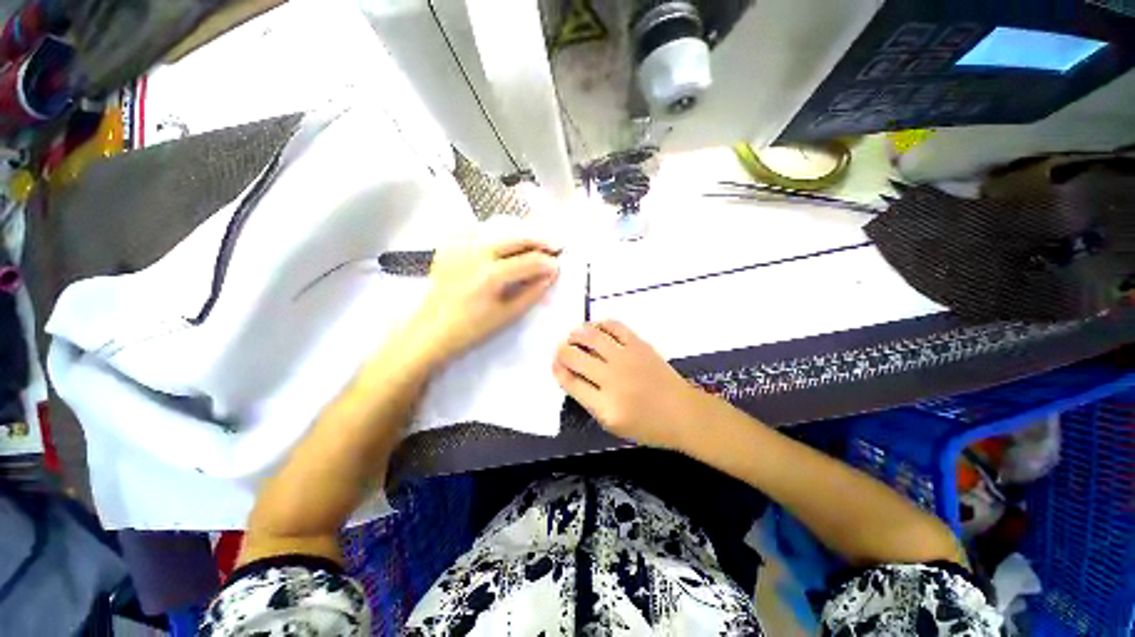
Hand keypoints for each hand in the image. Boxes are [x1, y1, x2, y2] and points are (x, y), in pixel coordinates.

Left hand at [409, 237, 560, 366]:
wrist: (432, 330)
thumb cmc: (472, 329)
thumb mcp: (508, 314)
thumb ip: (532, 292)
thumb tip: (551, 275)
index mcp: (491, 274)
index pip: (529, 260)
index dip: (547, 262)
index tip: (559, 266)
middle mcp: (476, 253)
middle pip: (516, 237)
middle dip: (539, 241)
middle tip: (555, 246)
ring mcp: (461, 246)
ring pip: (498, 229)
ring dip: (520, 235)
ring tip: (534, 244)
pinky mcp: (450, 246)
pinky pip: (478, 230)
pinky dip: (495, 233)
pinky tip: (503, 243)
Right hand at [553, 320, 707, 450]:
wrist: (683, 413)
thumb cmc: (648, 426)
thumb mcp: (613, 425)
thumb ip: (589, 402)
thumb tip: (571, 376)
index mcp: (605, 406)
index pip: (570, 382)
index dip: (557, 370)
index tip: (555, 364)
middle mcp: (612, 379)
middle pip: (575, 357)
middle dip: (562, 351)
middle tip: (562, 350)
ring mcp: (626, 358)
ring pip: (590, 337)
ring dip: (576, 334)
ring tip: (574, 336)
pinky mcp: (639, 345)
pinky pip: (614, 326)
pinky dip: (600, 324)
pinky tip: (596, 328)